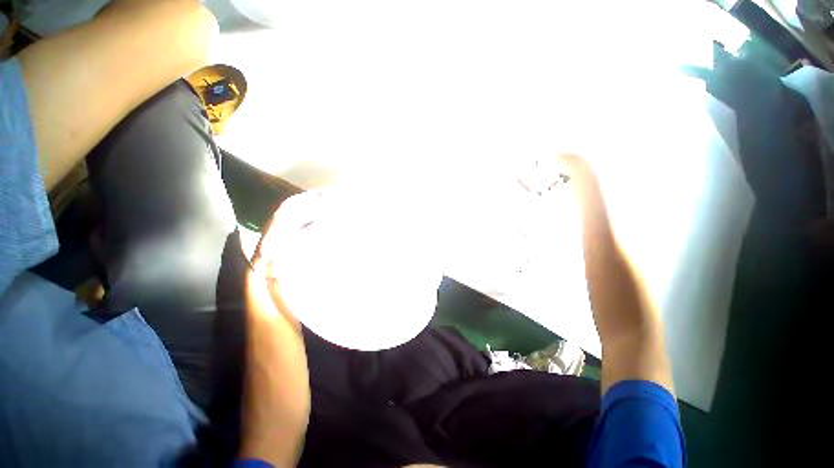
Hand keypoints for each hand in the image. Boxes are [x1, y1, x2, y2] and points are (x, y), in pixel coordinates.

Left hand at [240, 192, 322, 465]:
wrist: (276, 420)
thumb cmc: (278, 383)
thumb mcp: (278, 338)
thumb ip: (277, 299)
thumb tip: (280, 261)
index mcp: (259, 301)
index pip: (262, 255)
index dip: (274, 230)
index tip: (293, 208)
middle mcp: (263, 300)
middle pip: (270, 258)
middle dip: (286, 233)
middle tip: (311, 215)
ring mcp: (276, 311)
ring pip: (282, 270)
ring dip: (295, 248)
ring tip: (317, 231)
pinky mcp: (288, 320)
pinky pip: (293, 285)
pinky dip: (302, 269)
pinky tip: (319, 265)